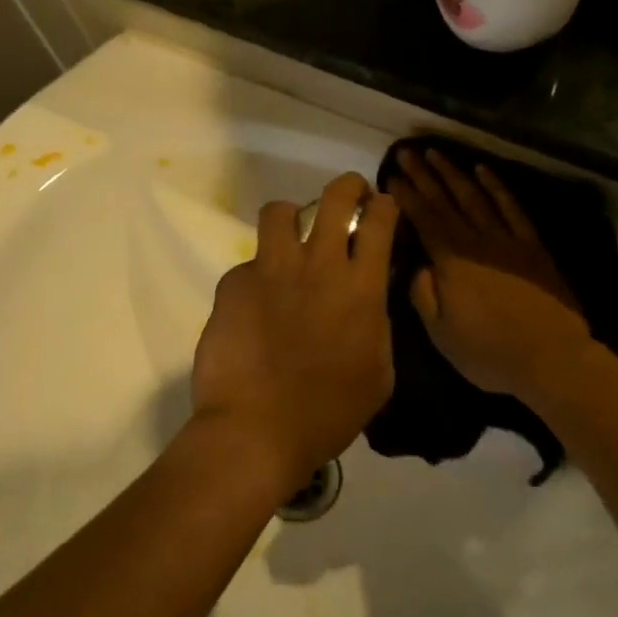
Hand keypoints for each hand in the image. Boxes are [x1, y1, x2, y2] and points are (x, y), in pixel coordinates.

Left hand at [190, 173, 399, 494]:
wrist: (257, 430)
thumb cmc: (329, 413)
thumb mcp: (378, 374)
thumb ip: (376, 326)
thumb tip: (368, 302)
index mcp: (361, 287)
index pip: (379, 221)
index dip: (383, 205)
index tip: (381, 206)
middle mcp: (318, 265)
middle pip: (335, 197)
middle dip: (347, 186)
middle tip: (347, 195)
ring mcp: (271, 270)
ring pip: (279, 211)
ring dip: (290, 219)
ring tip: (289, 238)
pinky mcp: (234, 284)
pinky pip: (248, 264)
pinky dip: (256, 277)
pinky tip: (254, 308)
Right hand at [385, 150, 593, 400]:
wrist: (551, 358)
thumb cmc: (490, 353)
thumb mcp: (441, 335)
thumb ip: (423, 296)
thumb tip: (418, 266)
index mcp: (451, 262)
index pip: (423, 220)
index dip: (406, 196)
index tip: (391, 176)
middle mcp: (476, 242)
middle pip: (445, 201)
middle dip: (423, 175)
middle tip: (406, 152)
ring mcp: (507, 240)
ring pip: (475, 197)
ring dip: (454, 173)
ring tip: (436, 152)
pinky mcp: (532, 246)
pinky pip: (512, 208)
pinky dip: (497, 187)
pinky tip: (484, 170)